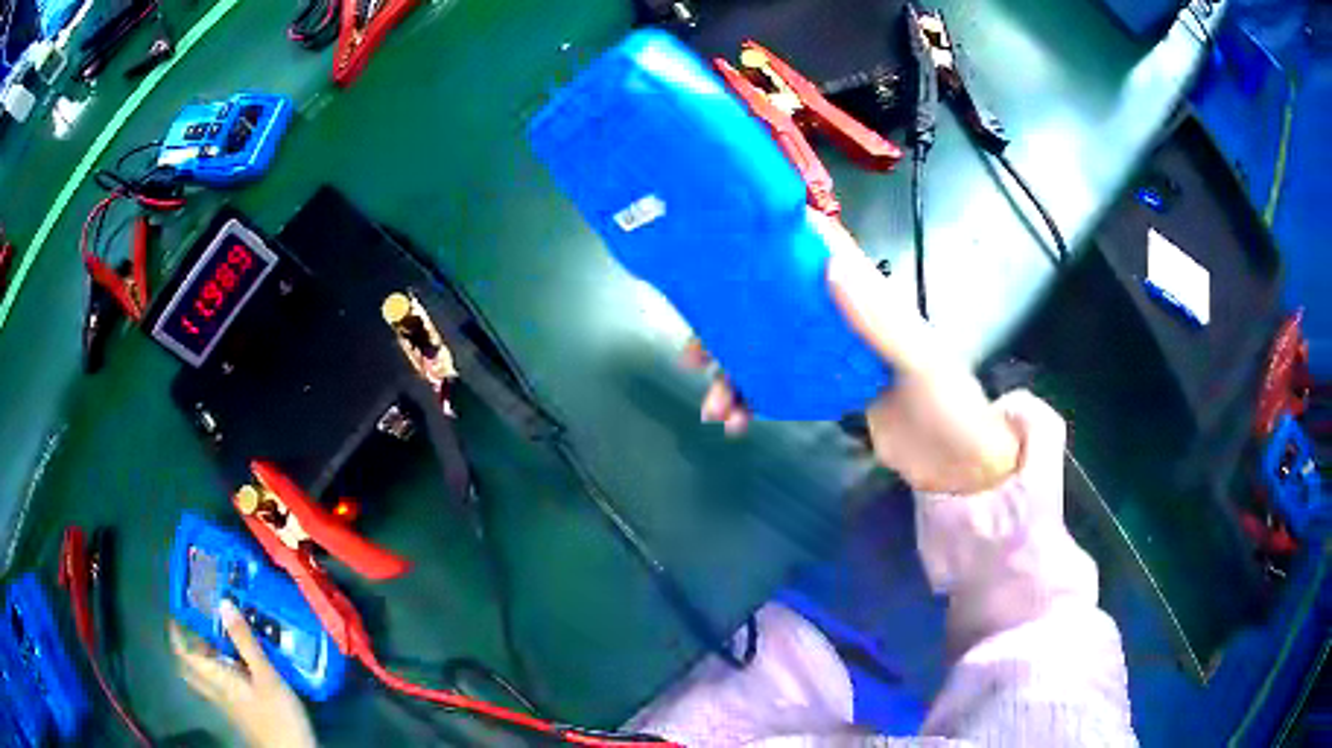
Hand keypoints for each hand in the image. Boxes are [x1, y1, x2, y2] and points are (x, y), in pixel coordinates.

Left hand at [171, 601, 316, 747]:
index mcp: (218, 680)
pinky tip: (238, 671)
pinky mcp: (242, 716)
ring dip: (203, 663)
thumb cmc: (277, 716)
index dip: (176, 634)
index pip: (186, 655)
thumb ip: (245, 642)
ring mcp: (229, 707)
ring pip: (205, 682)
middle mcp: (217, 692)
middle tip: (195, 630)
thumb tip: (223, 602)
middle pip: (191, 671)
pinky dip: (220, 675)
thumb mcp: (266, 677)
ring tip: (216, 645)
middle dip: (187, 650)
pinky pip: (221, 690)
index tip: (175, 613)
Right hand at [688, 213, 1019, 494]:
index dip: (774, 238)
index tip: (724, 244)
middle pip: (775, 303)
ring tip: (714, 407)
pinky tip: (737, 421)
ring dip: (735, 372)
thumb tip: (827, 265)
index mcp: (867, 297)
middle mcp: (843, 317)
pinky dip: (753, 399)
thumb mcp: (918, 361)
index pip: (818, 249)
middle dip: (730, 322)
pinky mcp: (827, 389)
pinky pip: (780, 385)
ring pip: (769, 348)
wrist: (958, 464)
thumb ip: (877, 318)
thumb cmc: (948, 406)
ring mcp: (832, 354)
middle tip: (694, 351)